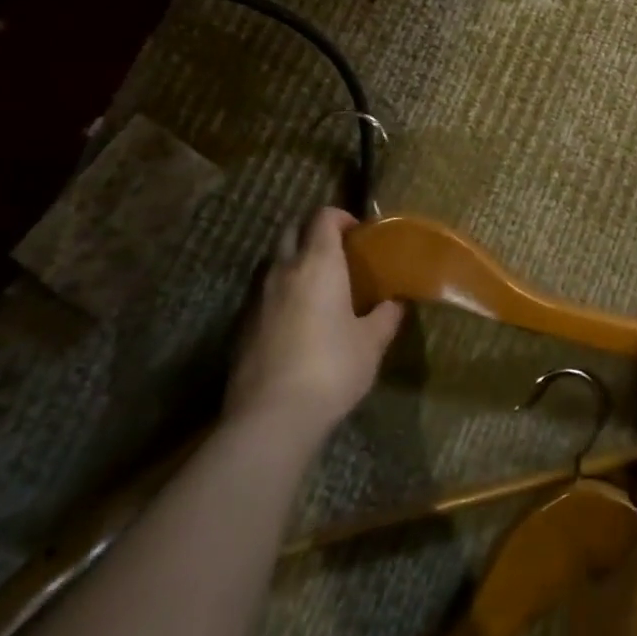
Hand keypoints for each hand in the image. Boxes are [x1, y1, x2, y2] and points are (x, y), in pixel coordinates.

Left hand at [225, 207, 403, 432]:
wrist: (272, 417)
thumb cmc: (332, 367)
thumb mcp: (372, 343)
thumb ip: (385, 316)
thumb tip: (395, 304)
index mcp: (318, 264)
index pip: (323, 218)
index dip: (341, 217)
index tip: (359, 234)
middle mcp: (283, 272)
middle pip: (292, 232)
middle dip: (313, 234)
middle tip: (338, 254)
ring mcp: (257, 300)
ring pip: (274, 264)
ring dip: (294, 264)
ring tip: (320, 288)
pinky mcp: (241, 328)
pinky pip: (264, 296)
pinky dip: (281, 296)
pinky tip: (298, 323)